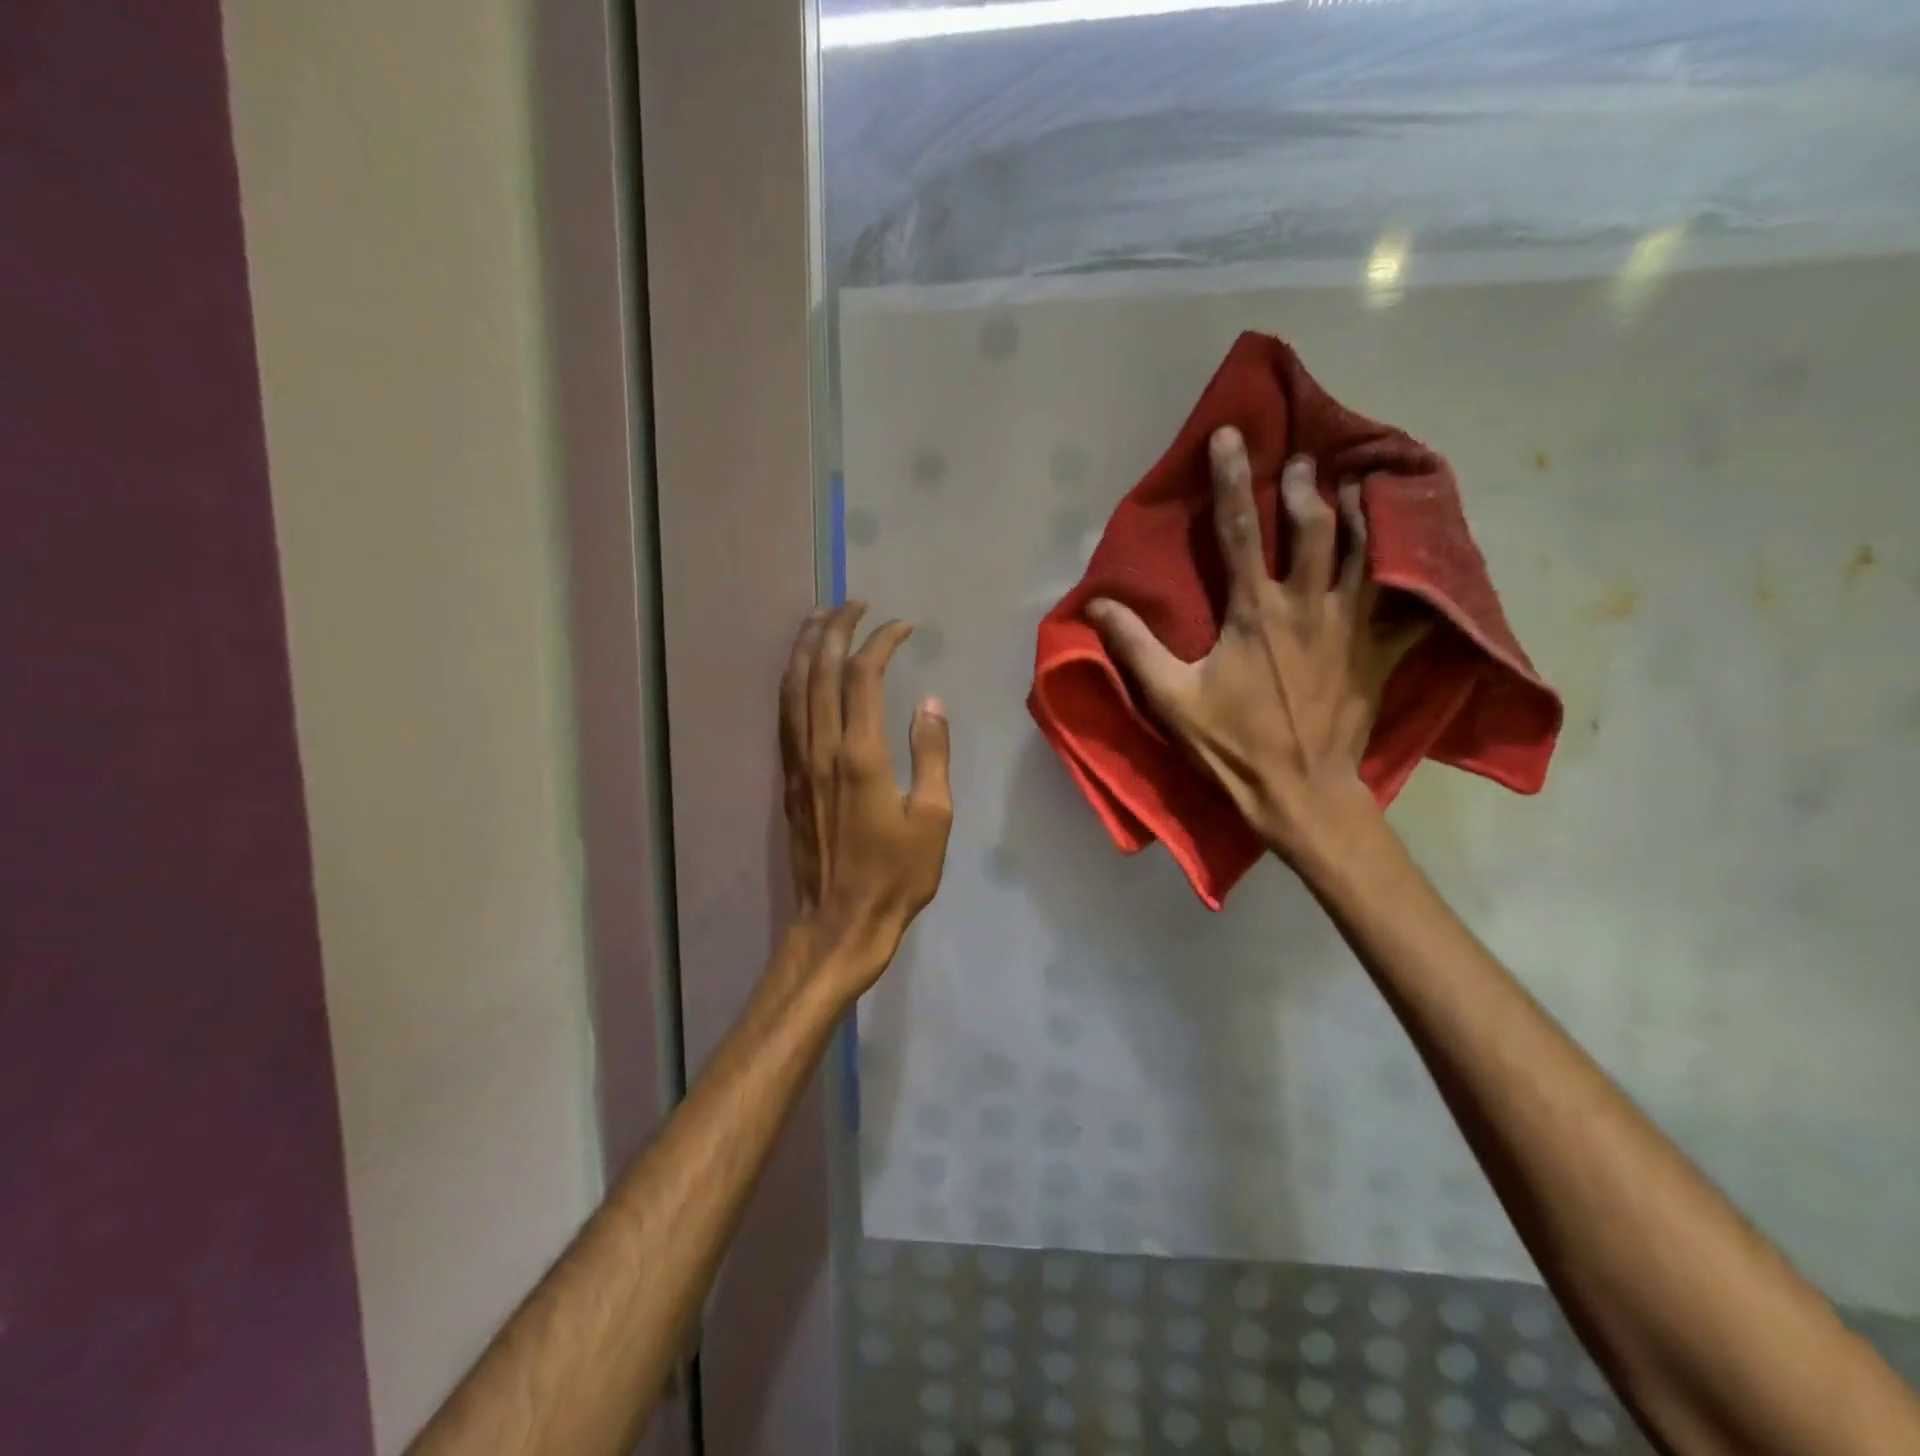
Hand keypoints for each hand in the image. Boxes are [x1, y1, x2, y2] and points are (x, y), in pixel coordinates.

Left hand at [780, 603, 952, 994]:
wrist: (840, 922)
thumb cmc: (896, 875)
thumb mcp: (934, 819)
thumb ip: (930, 755)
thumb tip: (930, 703)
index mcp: (861, 756)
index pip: (863, 678)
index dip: (881, 643)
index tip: (903, 627)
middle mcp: (822, 750)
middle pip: (819, 672)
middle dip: (835, 629)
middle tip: (853, 603)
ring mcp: (798, 765)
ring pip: (792, 690)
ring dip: (804, 648)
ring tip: (819, 620)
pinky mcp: (786, 782)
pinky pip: (784, 718)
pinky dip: (790, 684)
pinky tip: (798, 673)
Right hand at [1088, 427, 1421, 866]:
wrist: (1300, 793)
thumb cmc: (1231, 746)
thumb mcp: (1170, 699)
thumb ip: (1134, 647)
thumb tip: (1096, 605)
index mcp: (1253, 612)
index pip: (1238, 531)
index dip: (1232, 479)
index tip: (1230, 435)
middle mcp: (1307, 606)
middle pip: (1313, 527)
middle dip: (1305, 485)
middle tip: (1303, 458)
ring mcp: (1351, 627)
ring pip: (1366, 551)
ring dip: (1363, 511)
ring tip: (1363, 481)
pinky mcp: (1379, 653)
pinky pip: (1410, 604)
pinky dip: (1418, 575)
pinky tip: (1423, 556)